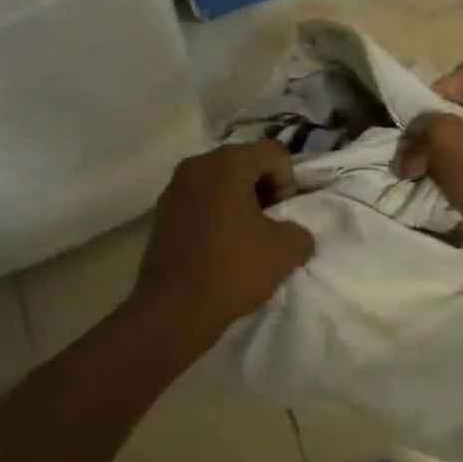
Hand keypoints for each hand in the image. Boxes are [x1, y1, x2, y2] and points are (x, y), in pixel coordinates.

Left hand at [130, 142, 315, 353]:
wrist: (172, 309)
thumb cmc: (231, 270)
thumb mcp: (284, 252)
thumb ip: (300, 232)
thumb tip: (293, 233)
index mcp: (228, 162)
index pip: (274, 152)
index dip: (288, 181)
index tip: (282, 214)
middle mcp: (198, 163)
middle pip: (244, 162)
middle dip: (262, 188)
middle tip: (268, 224)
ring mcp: (175, 186)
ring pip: (220, 181)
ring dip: (238, 201)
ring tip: (244, 237)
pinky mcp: (162, 209)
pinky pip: (199, 198)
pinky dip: (215, 212)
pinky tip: (219, 245)